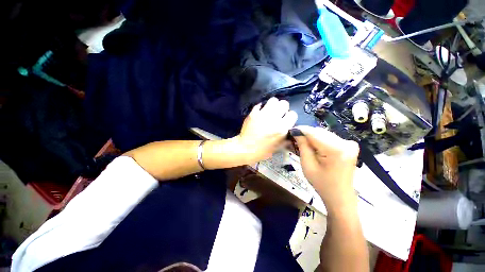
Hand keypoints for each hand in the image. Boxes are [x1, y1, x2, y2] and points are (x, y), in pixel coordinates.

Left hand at [236, 97, 297, 163]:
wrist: (245, 149)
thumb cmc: (262, 151)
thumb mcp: (278, 147)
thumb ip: (286, 138)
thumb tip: (289, 131)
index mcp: (282, 128)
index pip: (293, 114)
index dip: (290, 117)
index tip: (286, 120)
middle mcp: (274, 119)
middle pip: (284, 103)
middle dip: (283, 108)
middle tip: (279, 114)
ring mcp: (262, 114)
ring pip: (273, 100)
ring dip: (273, 105)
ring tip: (270, 111)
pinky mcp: (253, 113)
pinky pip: (260, 104)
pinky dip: (261, 107)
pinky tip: (260, 113)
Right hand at [293, 126, 358, 211]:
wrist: (340, 196)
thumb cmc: (322, 183)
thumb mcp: (307, 165)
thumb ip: (303, 146)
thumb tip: (297, 132)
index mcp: (335, 149)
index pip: (314, 133)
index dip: (301, 130)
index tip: (291, 130)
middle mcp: (345, 143)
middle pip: (320, 132)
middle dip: (306, 133)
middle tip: (295, 137)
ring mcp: (349, 144)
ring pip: (324, 134)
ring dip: (313, 136)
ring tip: (302, 142)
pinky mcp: (350, 146)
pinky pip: (330, 138)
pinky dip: (320, 140)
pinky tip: (314, 146)